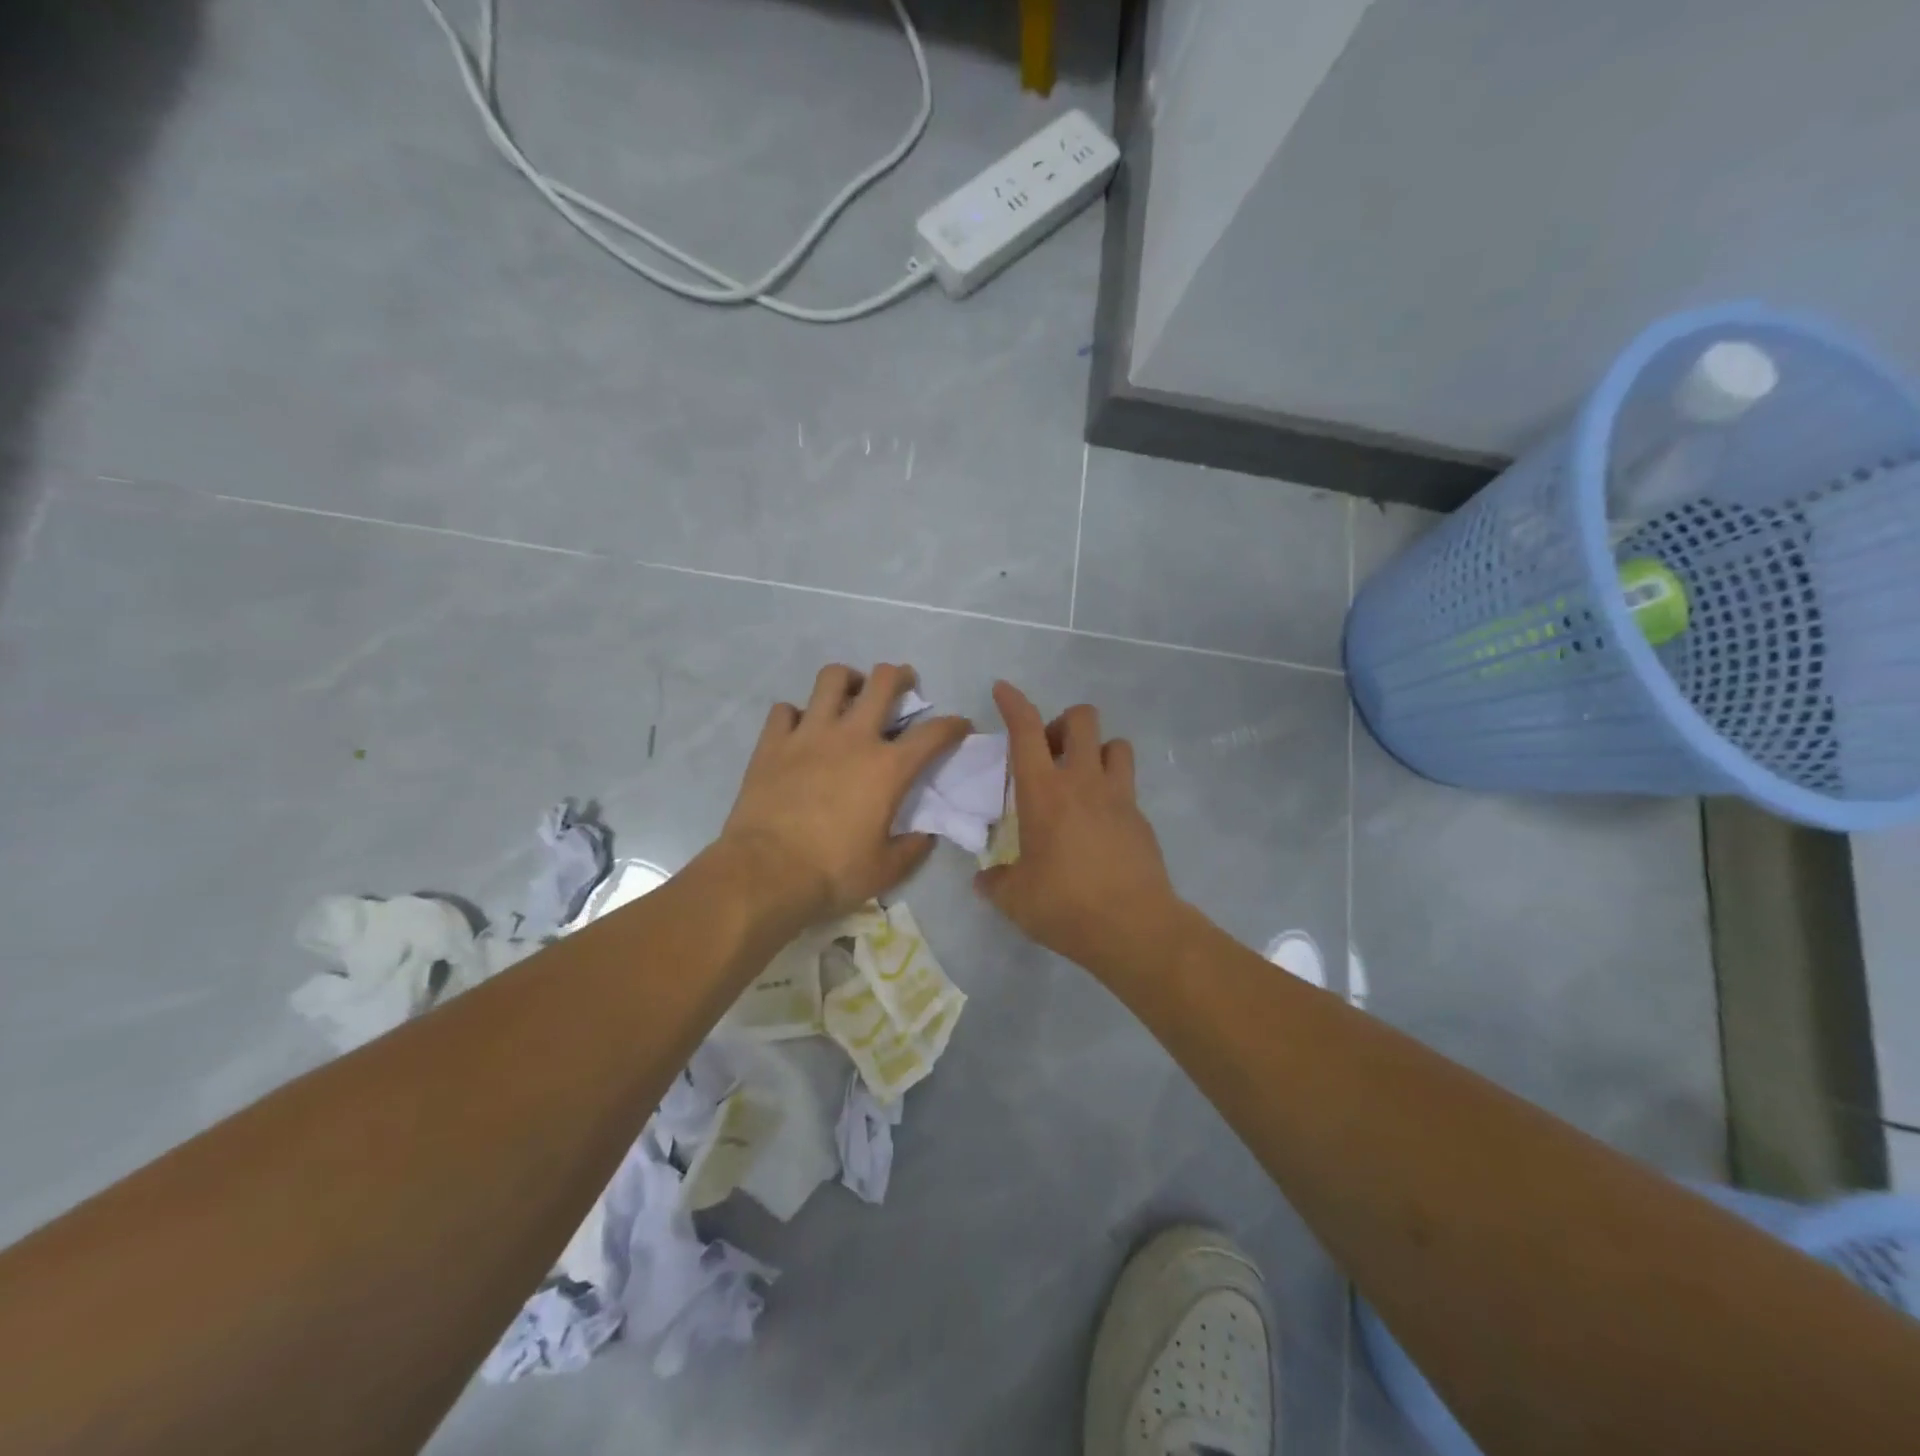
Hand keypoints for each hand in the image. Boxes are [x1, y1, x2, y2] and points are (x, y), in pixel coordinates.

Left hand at [719, 663, 969, 924]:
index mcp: (888, 768)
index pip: (933, 734)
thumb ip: (912, 849)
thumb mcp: (886, 870)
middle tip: (902, 684)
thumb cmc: (833, 872)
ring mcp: (809, 734)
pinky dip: (796, 714)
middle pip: (884, 682)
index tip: (960, 725)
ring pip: (832, 679)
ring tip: (850, 693)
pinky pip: (785, 709)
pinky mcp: (772, 742)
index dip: (953, 725)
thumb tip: (925, 837)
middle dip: (901, 676)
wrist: (767, 872)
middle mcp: (852, 738)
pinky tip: (799, 729)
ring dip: (848, 680)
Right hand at [973, 681, 1184, 976]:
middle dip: (1062, 723)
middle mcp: (1083, 782)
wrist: (1134, 928)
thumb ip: (995, 882)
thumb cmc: (1065, 906)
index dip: (1013, 703)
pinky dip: (1112, 787)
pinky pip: (1128, 783)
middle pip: (1081, 719)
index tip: (1003, 689)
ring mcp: (1119, 796)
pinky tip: (1099, 820)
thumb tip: (985, 879)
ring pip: (1115, 743)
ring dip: (1095, 749)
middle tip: (1048, 754)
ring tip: (1081, 778)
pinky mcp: (1141, 818)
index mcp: (1044, 792)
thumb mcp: (1015, 899)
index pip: (1026, 730)